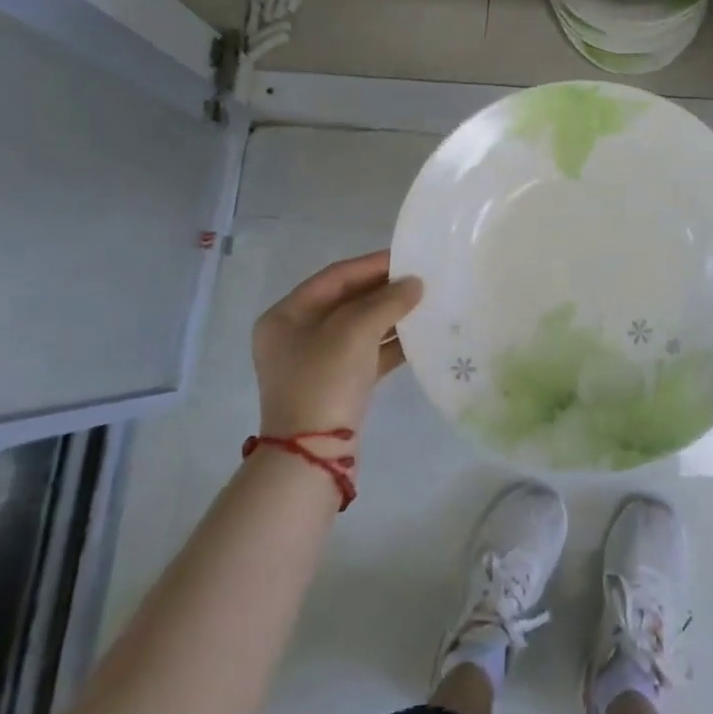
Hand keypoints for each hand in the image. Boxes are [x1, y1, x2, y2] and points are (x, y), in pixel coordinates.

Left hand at [253, 251, 422, 442]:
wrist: (313, 456)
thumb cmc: (324, 380)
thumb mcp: (355, 331)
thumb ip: (388, 301)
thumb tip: (415, 284)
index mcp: (286, 316)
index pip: (335, 277)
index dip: (372, 265)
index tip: (408, 257)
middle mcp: (296, 335)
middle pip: (347, 301)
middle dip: (385, 291)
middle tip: (421, 280)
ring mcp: (316, 363)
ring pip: (360, 328)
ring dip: (391, 316)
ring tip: (426, 304)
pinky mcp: (337, 385)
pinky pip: (367, 354)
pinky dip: (391, 344)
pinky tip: (420, 337)